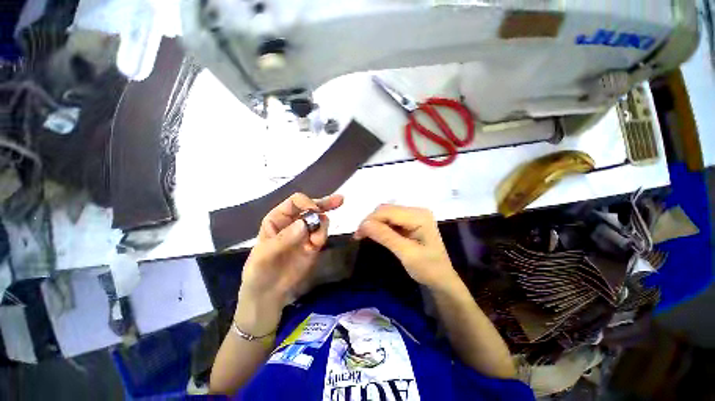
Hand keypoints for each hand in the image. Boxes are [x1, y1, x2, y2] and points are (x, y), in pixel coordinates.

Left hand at [236, 193, 342, 333]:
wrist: (269, 293)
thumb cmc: (259, 270)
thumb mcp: (265, 254)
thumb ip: (284, 238)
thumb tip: (304, 223)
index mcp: (279, 218)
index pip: (296, 202)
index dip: (307, 203)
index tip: (315, 212)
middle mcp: (294, 221)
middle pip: (312, 206)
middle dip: (326, 203)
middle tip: (341, 200)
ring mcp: (306, 232)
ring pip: (321, 220)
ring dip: (323, 226)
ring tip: (315, 241)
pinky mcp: (314, 244)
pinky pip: (323, 234)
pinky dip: (323, 236)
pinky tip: (317, 245)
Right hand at [354, 205, 458, 291]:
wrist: (441, 279)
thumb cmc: (428, 269)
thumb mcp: (406, 254)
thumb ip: (386, 237)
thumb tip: (364, 224)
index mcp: (419, 216)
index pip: (388, 211)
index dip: (370, 220)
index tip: (357, 234)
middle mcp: (416, 210)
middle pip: (386, 210)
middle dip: (371, 221)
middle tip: (359, 236)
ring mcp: (414, 215)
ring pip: (386, 213)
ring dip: (374, 223)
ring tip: (363, 235)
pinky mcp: (410, 221)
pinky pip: (391, 219)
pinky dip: (380, 226)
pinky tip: (375, 233)